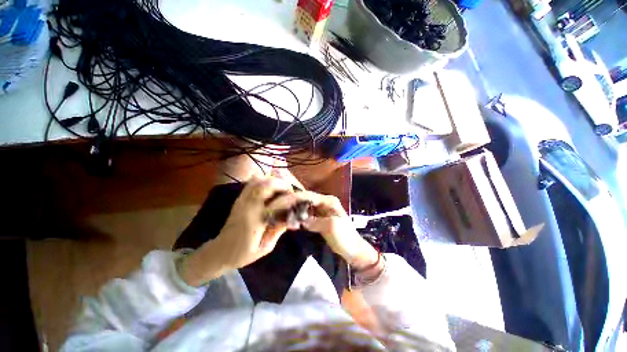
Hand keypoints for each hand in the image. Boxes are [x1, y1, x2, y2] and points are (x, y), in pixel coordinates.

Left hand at [180, 176, 294, 285]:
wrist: (219, 252)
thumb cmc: (243, 254)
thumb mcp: (265, 247)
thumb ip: (279, 229)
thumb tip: (294, 218)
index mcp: (257, 220)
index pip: (279, 203)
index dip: (295, 198)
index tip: (305, 196)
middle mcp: (249, 206)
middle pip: (267, 185)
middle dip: (283, 185)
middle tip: (291, 192)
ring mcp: (242, 200)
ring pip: (259, 180)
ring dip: (274, 181)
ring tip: (281, 189)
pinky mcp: (239, 199)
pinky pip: (251, 182)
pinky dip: (263, 180)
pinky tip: (269, 188)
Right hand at [268, 191, 378, 269]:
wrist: (353, 251)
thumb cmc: (346, 238)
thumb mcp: (333, 228)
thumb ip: (316, 221)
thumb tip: (302, 221)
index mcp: (328, 201)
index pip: (308, 196)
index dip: (293, 199)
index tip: (279, 204)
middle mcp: (324, 202)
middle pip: (304, 199)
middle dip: (290, 202)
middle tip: (275, 208)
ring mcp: (321, 210)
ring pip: (303, 206)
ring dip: (292, 209)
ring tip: (279, 213)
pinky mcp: (318, 218)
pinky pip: (305, 214)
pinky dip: (296, 217)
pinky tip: (289, 221)